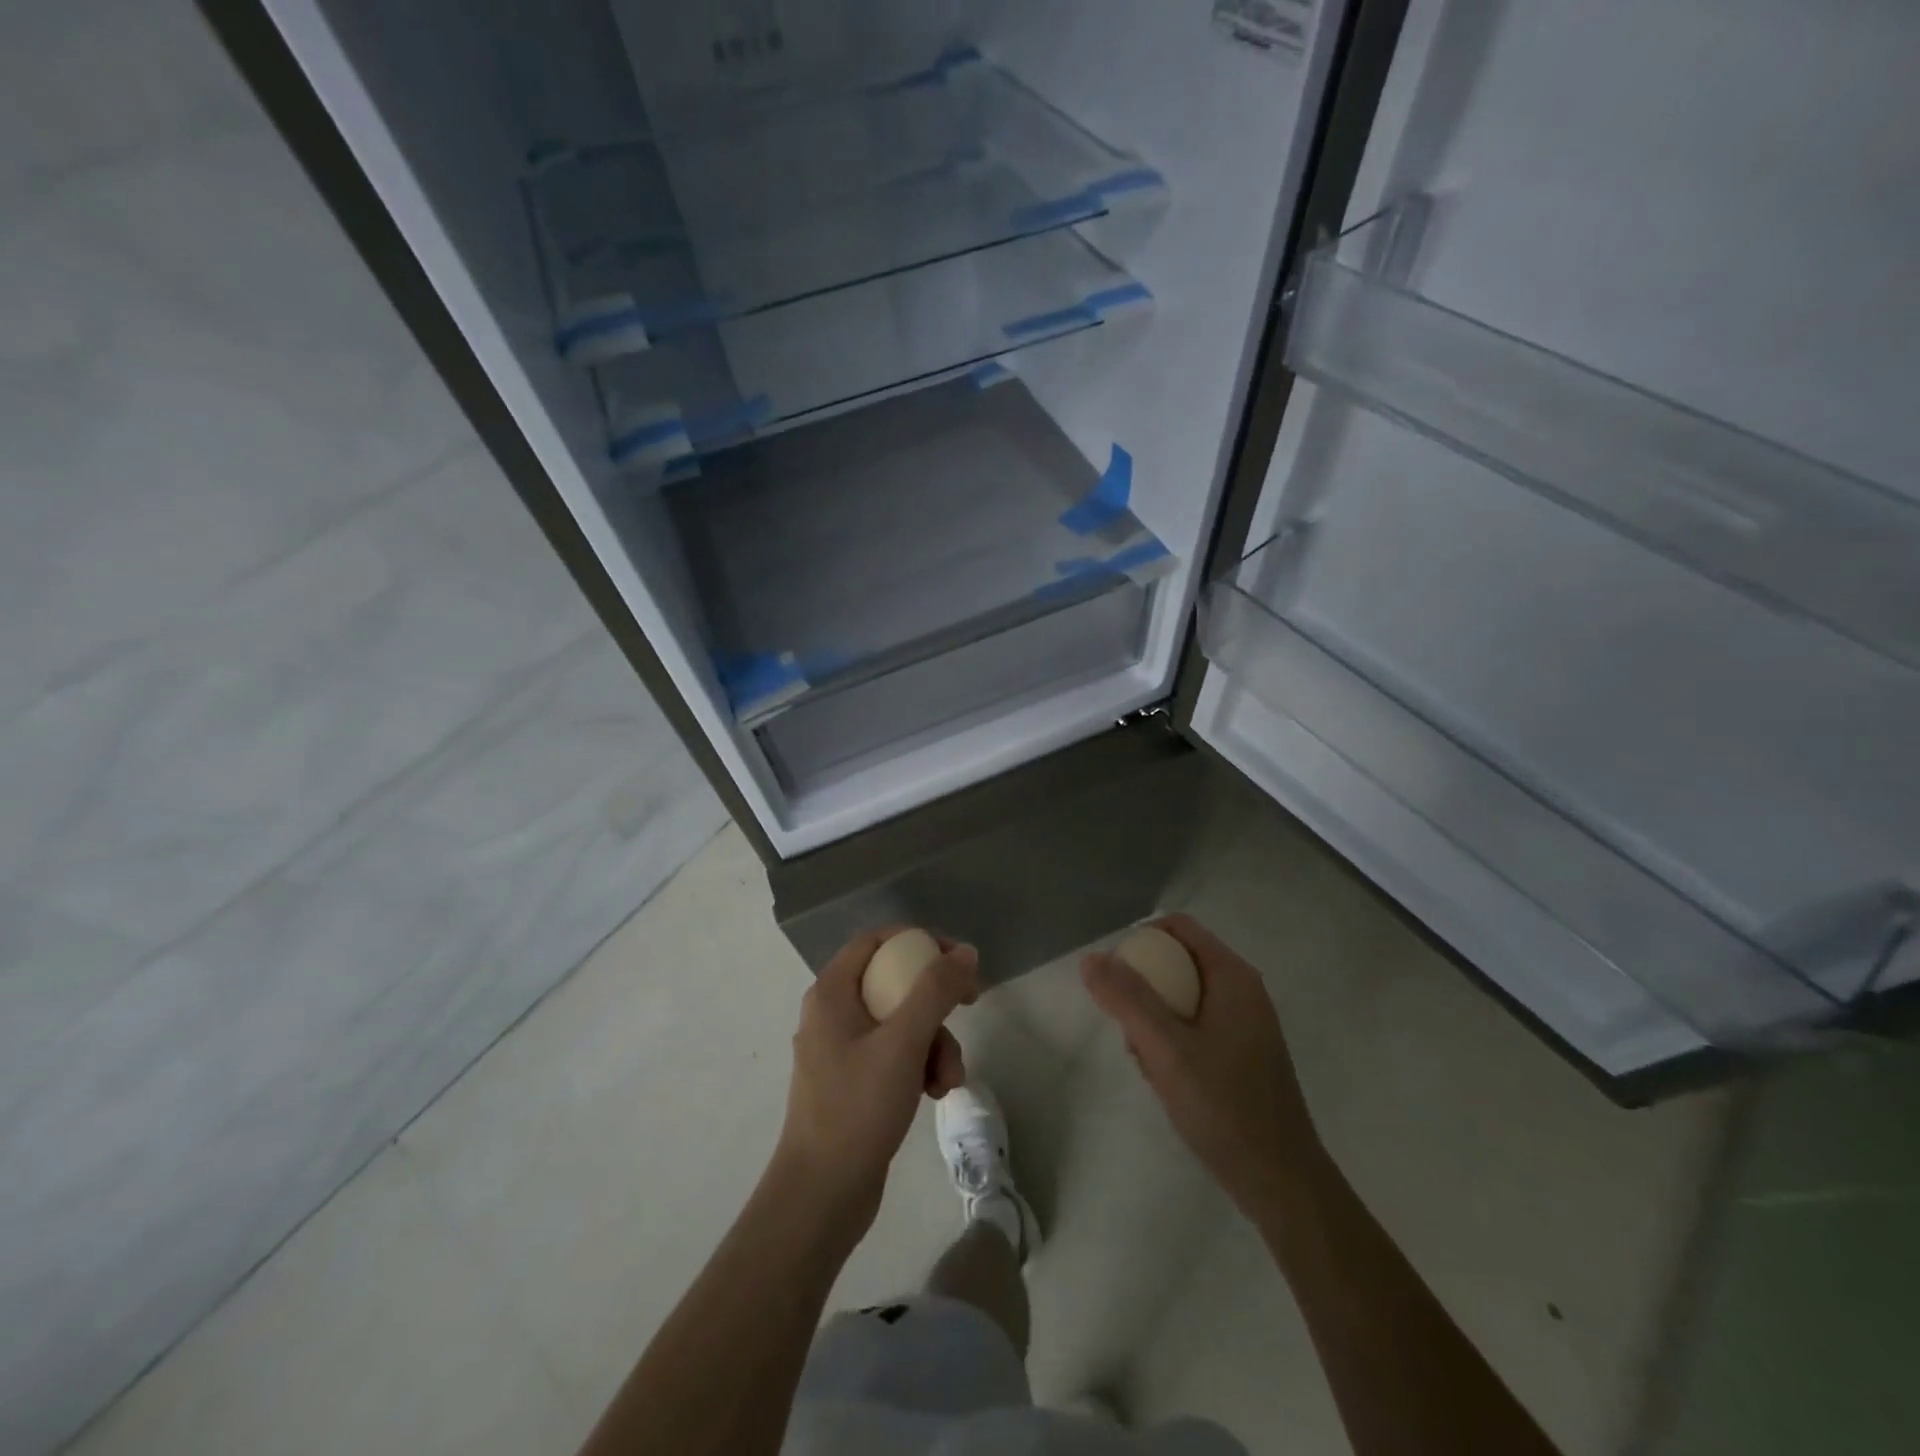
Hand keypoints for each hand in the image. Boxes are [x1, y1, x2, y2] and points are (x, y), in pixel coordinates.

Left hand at [773, 929, 979, 1235]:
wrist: (821, 1196)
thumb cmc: (857, 1109)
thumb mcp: (904, 1043)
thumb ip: (935, 990)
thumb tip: (965, 951)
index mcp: (832, 992)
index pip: (878, 940)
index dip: (920, 941)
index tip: (957, 959)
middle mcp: (833, 1012)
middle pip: (895, 982)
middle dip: (936, 1002)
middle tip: (970, 1005)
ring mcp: (842, 1049)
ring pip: (902, 1022)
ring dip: (935, 1043)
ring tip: (949, 1080)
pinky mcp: (854, 1081)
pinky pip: (895, 1054)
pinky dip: (919, 1066)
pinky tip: (934, 1094)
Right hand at [1082, 914, 1322, 1218]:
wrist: (1280, 1182)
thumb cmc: (1225, 1107)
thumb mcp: (1167, 1049)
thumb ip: (1128, 999)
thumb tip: (1091, 958)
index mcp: (1233, 977)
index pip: (1179, 928)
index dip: (1140, 939)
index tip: (1112, 973)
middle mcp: (1242, 991)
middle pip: (1178, 961)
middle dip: (1144, 987)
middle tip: (1125, 1024)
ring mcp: (1244, 1024)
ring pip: (1182, 997)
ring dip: (1154, 1019)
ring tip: (1144, 1058)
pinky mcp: (1241, 1053)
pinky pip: (1194, 1025)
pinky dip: (1171, 1040)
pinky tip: (1162, 1077)